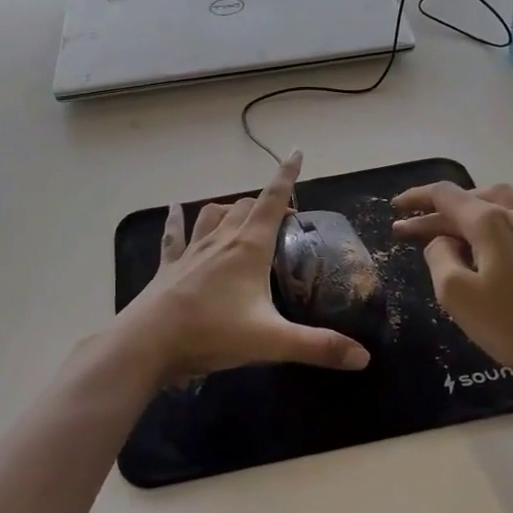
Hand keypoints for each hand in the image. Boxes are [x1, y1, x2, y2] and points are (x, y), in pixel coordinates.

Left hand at [116, 152, 371, 387]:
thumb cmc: (213, 332)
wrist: (149, 342)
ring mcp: (192, 250)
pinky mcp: (170, 265)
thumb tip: (364, 358)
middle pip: (245, 206)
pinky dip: (177, 219)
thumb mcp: (272, 342)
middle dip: (265, 204)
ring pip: (213, 214)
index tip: (296, 154)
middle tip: (282, 220)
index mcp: (248, 247)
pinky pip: (174, 234)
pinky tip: (175, 207)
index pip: (272, 200)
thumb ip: (318, 347)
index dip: (286, 176)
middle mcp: (221, 239)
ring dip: (229, 209)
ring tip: (240, 214)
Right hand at [391, 182, 512, 396]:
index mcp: (492, 221)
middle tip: (411, 230)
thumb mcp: (455, 293)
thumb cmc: (511, 326)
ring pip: (497, 207)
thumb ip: (439, 255)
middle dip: (438, 212)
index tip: (395, 209)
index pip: (446, 195)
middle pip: (472, 198)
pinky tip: (482, 254)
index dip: (416, 198)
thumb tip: (444, 241)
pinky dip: (490, 229)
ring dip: (467, 216)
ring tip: (445, 235)